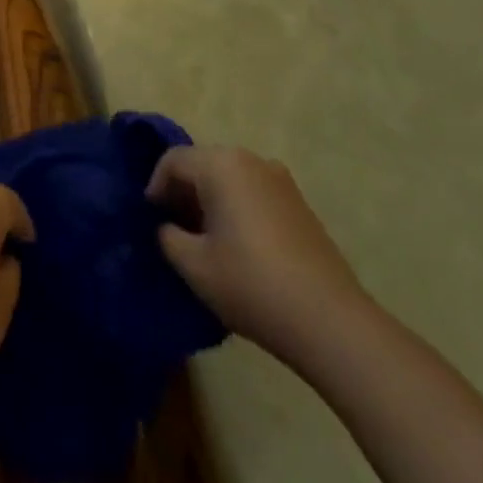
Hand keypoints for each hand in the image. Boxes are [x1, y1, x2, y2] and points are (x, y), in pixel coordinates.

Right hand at [147, 145, 366, 367]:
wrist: (330, 321)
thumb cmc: (252, 284)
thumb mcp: (194, 265)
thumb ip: (167, 237)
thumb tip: (167, 227)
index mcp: (220, 164)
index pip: (173, 161)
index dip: (155, 187)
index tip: (151, 220)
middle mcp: (250, 160)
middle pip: (202, 164)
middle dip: (182, 192)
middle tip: (173, 229)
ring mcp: (279, 180)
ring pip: (229, 178)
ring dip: (210, 200)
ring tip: (204, 241)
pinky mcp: (299, 203)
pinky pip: (253, 192)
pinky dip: (237, 208)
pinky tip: (239, 247)